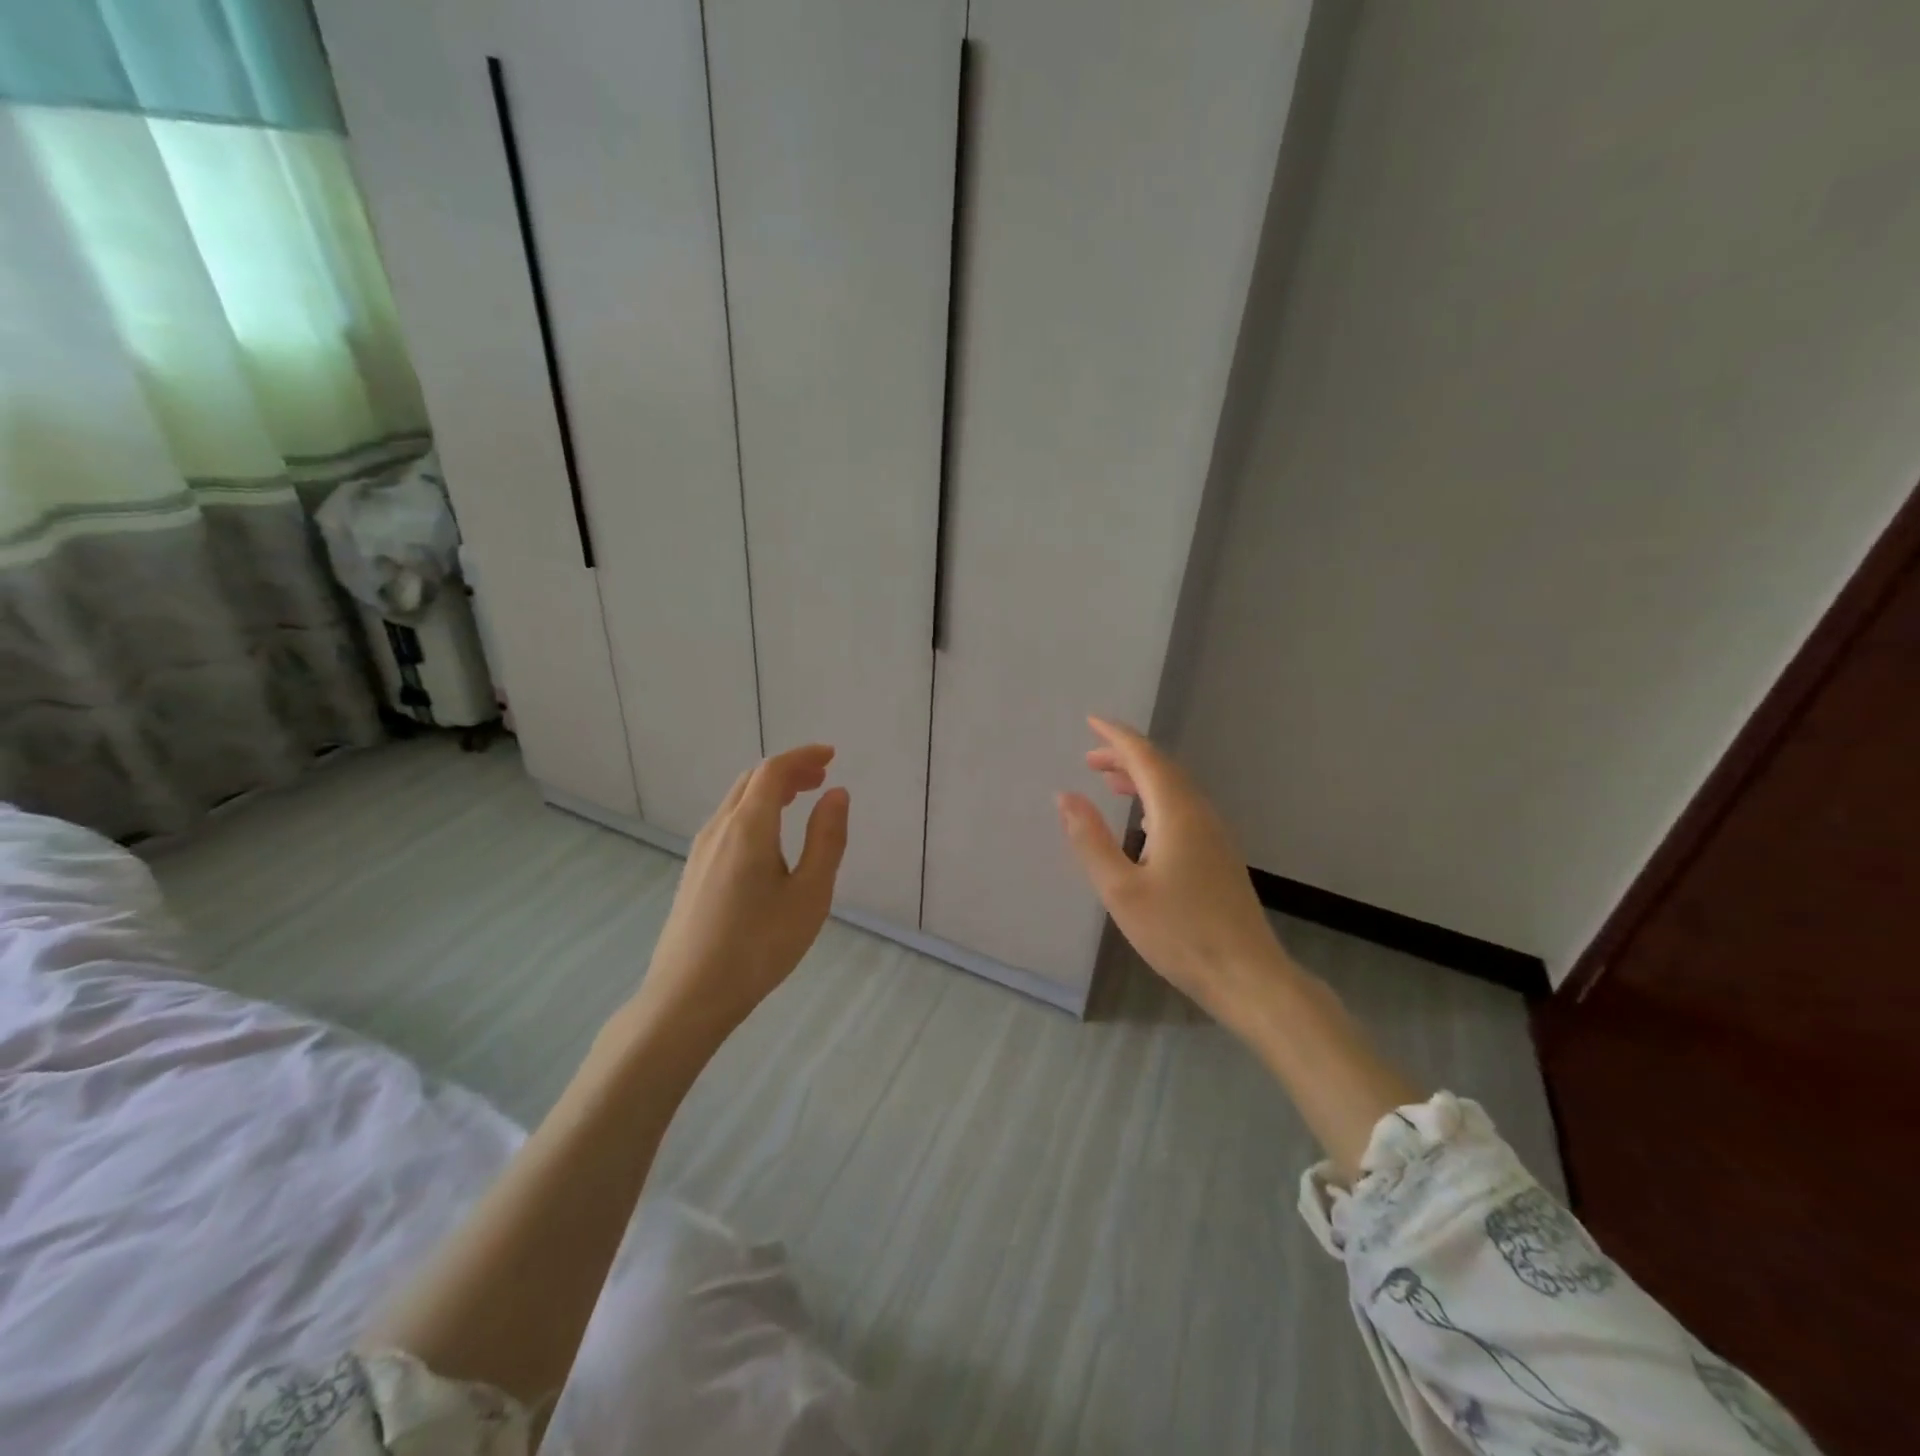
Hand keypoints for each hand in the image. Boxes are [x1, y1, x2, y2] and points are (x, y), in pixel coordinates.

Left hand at [628, 744, 849, 1043]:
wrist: (689, 996)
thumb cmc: (759, 946)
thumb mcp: (809, 895)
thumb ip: (826, 840)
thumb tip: (837, 794)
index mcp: (748, 827)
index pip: (773, 771)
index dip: (803, 756)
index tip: (831, 755)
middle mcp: (719, 829)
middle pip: (752, 781)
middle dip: (788, 771)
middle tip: (821, 778)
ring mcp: (701, 851)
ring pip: (737, 802)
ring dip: (770, 791)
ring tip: (800, 801)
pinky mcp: (694, 872)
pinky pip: (728, 823)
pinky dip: (755, 812)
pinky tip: (770, 840)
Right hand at [1057, 717, 1293, 1022]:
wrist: (1246, 975)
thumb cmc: (1179, 933)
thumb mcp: (1121, 889)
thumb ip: (1090, 840)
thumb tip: (1066, 796)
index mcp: (1177, 813)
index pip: (1145, 757)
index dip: (1117, 736)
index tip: (1091, 721)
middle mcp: (1200, 813)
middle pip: (1162, 768)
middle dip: (1125, 755)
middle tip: (1089, 756)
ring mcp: (1215, 835)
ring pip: (1174, 789)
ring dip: (1140, 777)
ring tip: (1108, 779)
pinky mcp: (1219, 856)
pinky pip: (1183, 808)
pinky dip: (1155, 799)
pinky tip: (1143, 820)